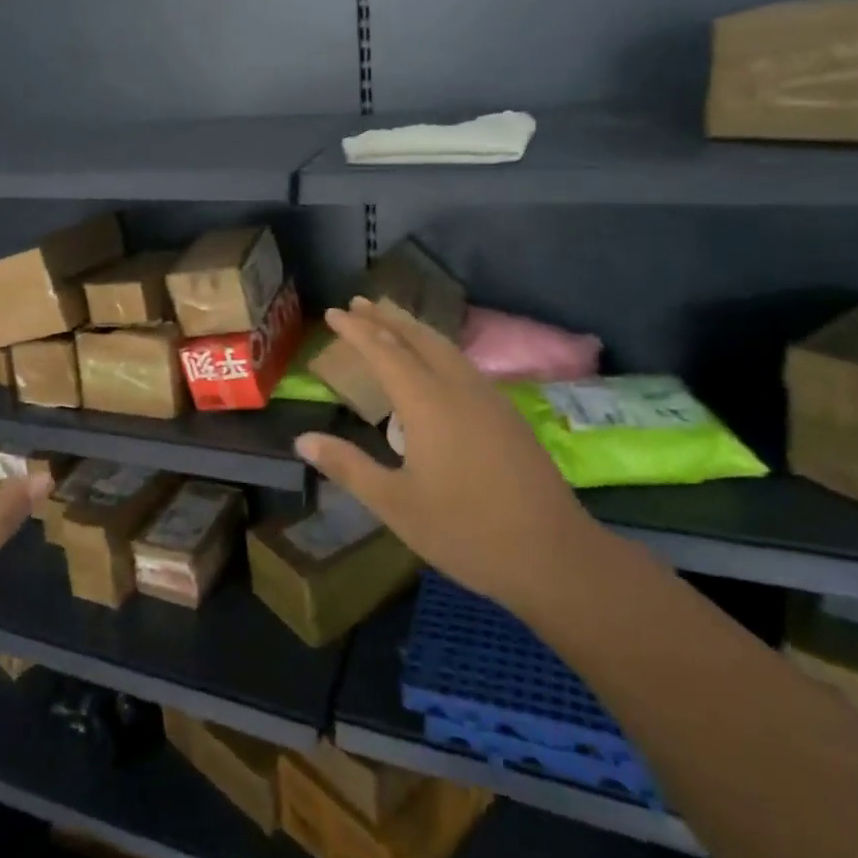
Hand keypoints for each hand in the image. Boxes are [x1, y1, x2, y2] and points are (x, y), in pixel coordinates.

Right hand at [294, 299, 602, 613]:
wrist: (554, 556)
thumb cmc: (466, 531)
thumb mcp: (395, 504)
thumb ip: (349, 466)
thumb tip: (303, 439)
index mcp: (428, 403)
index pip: (384, 351)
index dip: (357, 329)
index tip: (333, 311)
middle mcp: (459, 388)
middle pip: (418, 338)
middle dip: (386, 317)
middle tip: (358, 301)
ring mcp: (489, 399)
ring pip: (445, 347)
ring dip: (413, 329)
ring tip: (391, 320)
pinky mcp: (508, 415)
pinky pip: (463, 364)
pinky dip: (437, 349)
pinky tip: (434, 364)